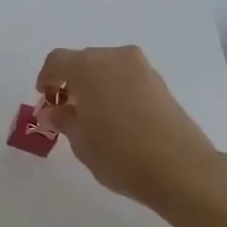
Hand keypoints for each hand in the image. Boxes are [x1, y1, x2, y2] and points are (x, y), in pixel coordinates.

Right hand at [34, 46, 220, 208]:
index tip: (45, 100)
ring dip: (95, 85)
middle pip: (83, 61)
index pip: (57, 61)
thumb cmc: (119, 153)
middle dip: (71, 82)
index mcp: (88, 66)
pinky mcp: (161, 83)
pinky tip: (117, 119)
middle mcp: (115, 58)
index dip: (46, 78)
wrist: (181, 168)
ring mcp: (142, 68)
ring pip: (108, 68)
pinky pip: (128, 79)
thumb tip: (53, 111)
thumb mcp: (80, 141)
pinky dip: (116, 90)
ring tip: (93, 117)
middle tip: (67, 111)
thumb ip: (63, 119)